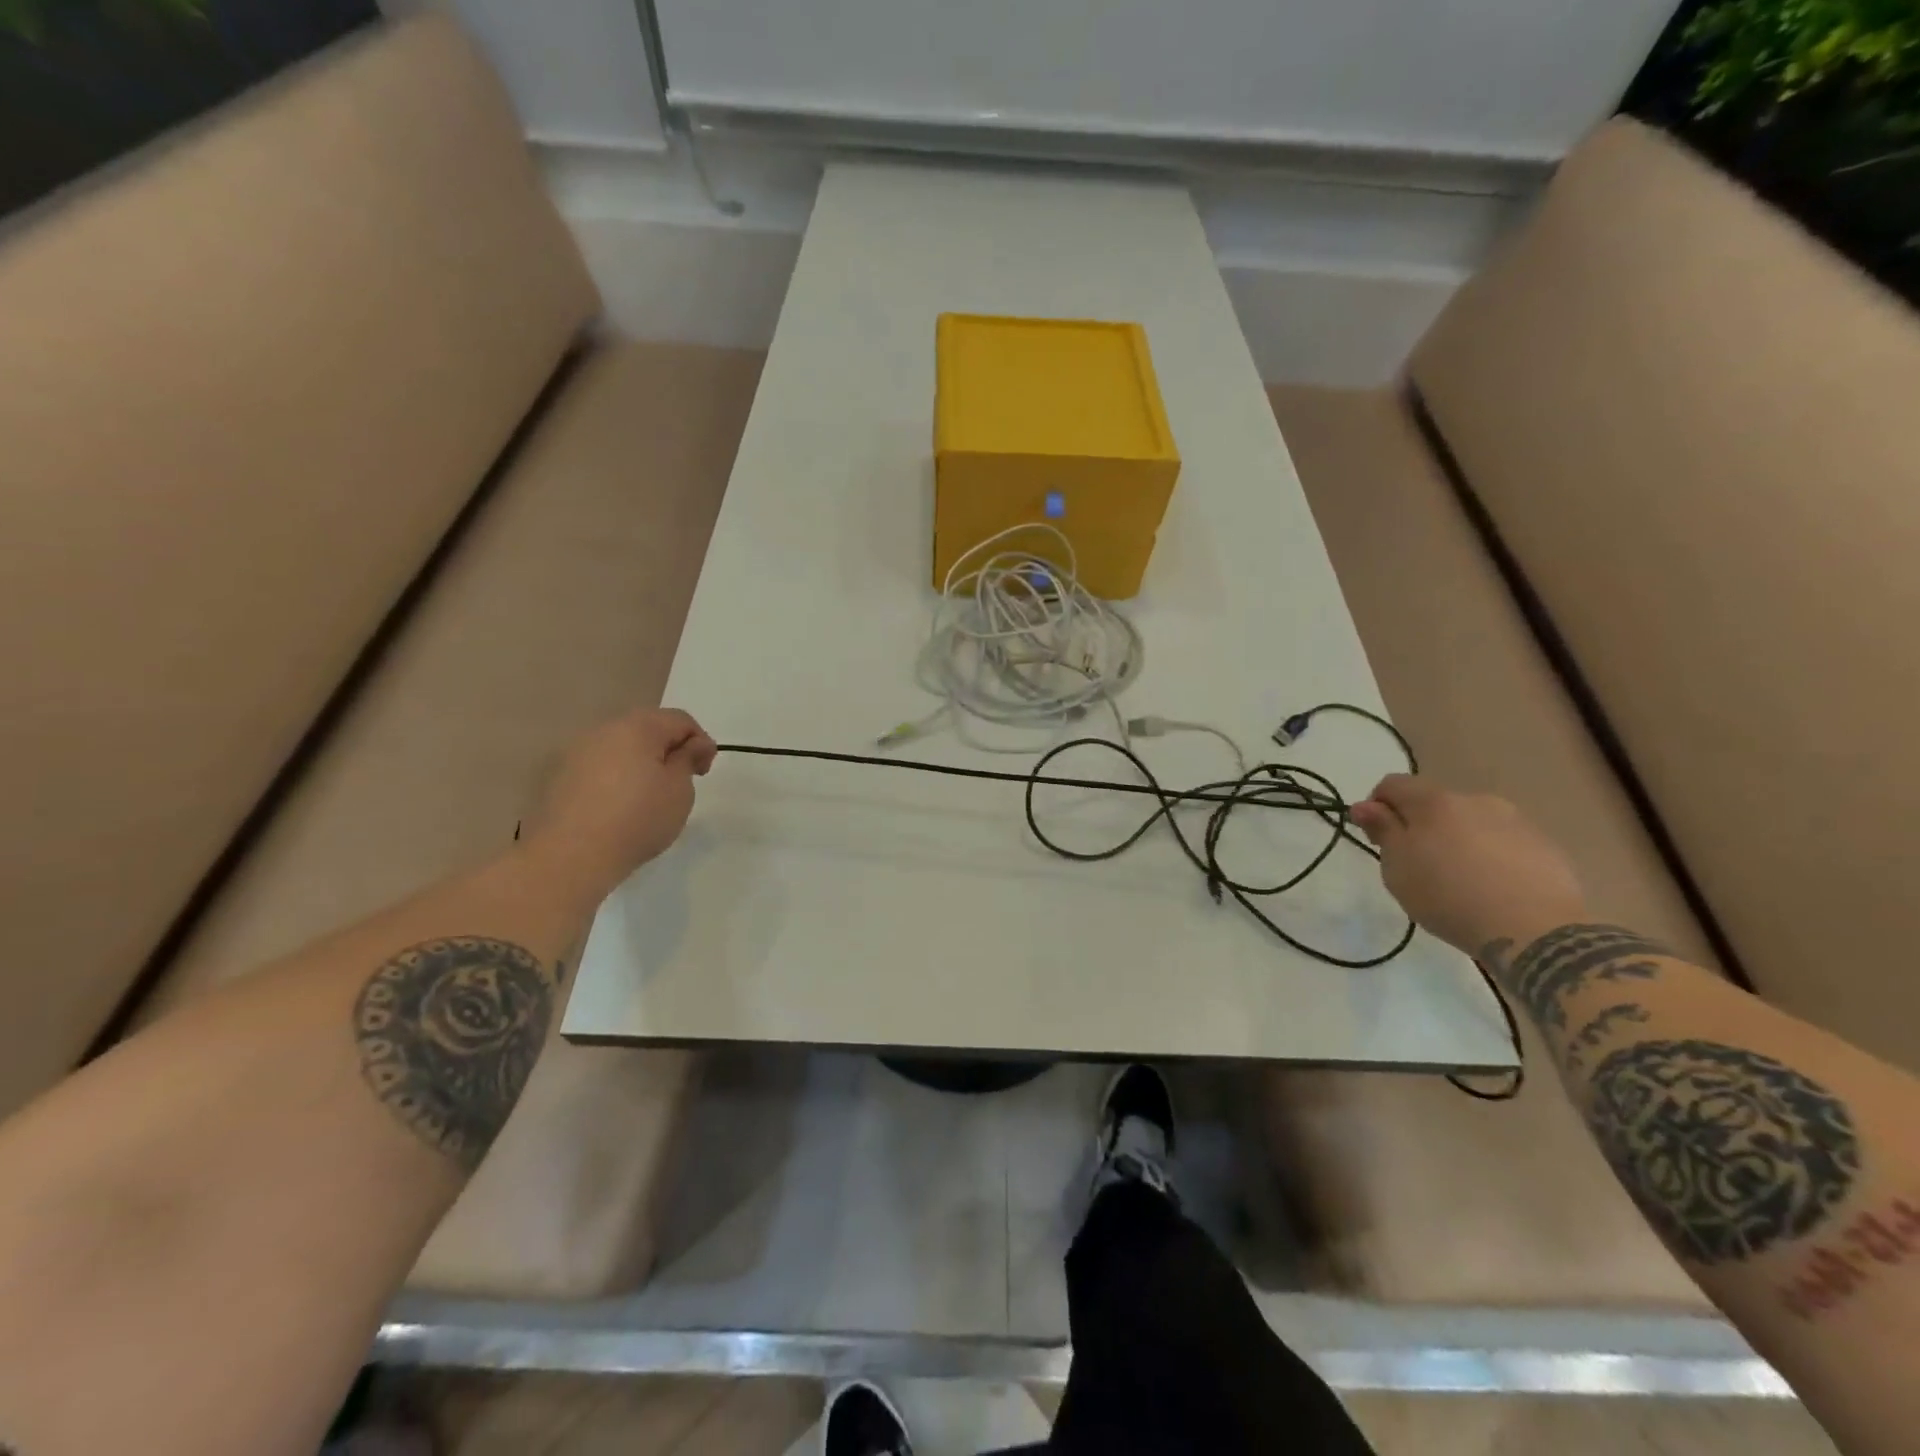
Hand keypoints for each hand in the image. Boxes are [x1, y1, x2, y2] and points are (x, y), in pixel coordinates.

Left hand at [522, 708, 717, 898]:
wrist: (572, 856)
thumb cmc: (638, 818)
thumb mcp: (680, 789)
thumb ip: (689, 758)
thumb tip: (694, 743)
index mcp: (637, 727)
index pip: (680, 719)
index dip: (700, 742)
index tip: (703, 773)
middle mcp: (603, 731)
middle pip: (647, 729)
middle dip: (669, 750)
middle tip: (681, 783)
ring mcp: (576, 753)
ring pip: (621, 748)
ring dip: (641, 764)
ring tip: (650, 797)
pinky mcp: (559, 778)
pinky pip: (599, 768)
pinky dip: (616, 778)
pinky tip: (620, 808)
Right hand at [1349, 776, 1587, 956]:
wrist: (1535, 931)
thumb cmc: (1449, 896)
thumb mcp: (1397, 868)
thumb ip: (1381, 830)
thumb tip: (1365, 806)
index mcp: (1434, 801)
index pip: (1392, 784)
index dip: (1376, 806)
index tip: (1377, 839)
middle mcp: (1475, 800)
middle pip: (1434, 803)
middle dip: (1419, 825)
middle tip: (1417, 865)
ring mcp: (1516, 821)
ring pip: (1471, 822)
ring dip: (1457, 839)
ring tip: (1460, 879)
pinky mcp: (1545, 846)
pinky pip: (1503, 842)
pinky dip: (1490, 855)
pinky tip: (1492, 888)